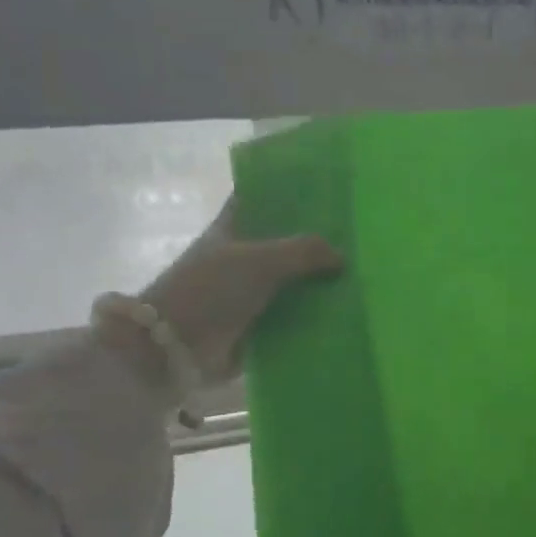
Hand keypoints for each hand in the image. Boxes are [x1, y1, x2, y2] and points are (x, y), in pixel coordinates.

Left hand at [134, 200, 341, 385]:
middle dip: (316, 242)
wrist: (174, 345)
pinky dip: (314, 317)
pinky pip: (293, 317)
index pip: (261, 200)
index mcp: (232, 228)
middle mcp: (241, 257)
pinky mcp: (257, 326)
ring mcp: (249, 292)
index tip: (326, 192)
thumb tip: (342, 257)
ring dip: (319, 283)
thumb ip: (304, 252)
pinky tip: (345, 314)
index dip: (289, 193)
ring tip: (361, 277)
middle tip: (359, 239)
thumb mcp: (260, 260)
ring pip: (292, 282)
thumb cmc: (210, 289)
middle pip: (284, 243)